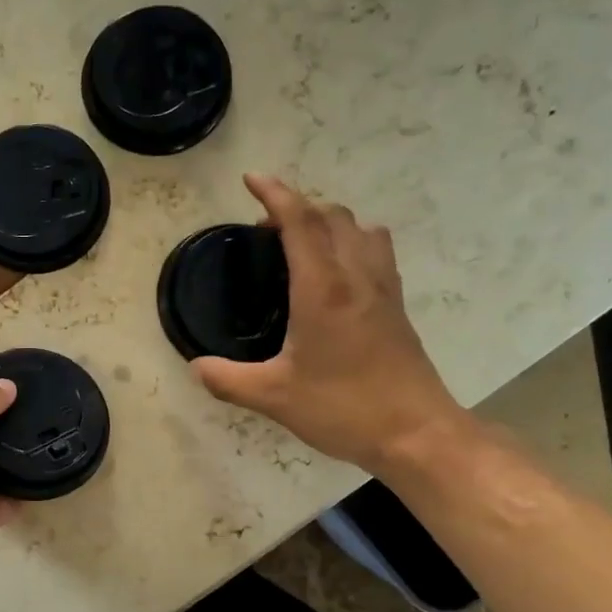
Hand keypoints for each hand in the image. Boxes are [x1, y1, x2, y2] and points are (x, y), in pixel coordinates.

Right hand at [193, 174, 465, 473]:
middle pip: (331, 216)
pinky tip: (338, 272)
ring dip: (328, 221)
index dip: (274, 194)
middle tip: (265, 229)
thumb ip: (228, 379)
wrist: (416, 432)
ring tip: (301, 243)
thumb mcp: (273, 397)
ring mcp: (383, 289)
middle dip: (296, 207)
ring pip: (359, 228)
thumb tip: (196, 366)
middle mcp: (356, 276)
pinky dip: (352, 241)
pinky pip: (376, 251)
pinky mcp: (397, 306)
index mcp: (323, 289)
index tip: (251, 179)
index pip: (300, 222)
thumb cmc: (343, 408)